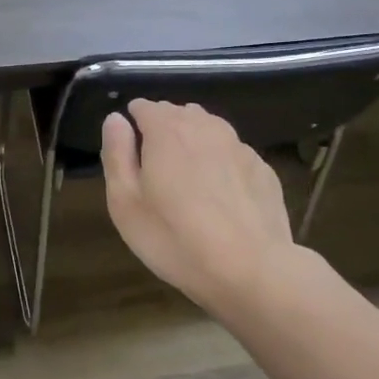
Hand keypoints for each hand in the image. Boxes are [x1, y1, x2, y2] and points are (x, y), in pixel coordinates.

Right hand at [102, 99, 296, 319]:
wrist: (251, 270)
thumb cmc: (175, 238)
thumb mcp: (125, 203)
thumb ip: (117, 154)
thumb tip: (116, 119)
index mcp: (167, 131)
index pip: (144, 107)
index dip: (133, 123)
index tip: (130, 152)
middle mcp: (205, 128)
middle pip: (179, 113)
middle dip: (164, 130)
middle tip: (155, 168)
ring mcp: (240, 147)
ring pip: (209, 129)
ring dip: (194, 142)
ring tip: (186, 177)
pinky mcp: (263, 170)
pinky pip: (233, 154)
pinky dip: (221, 163)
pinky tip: (220, 195)